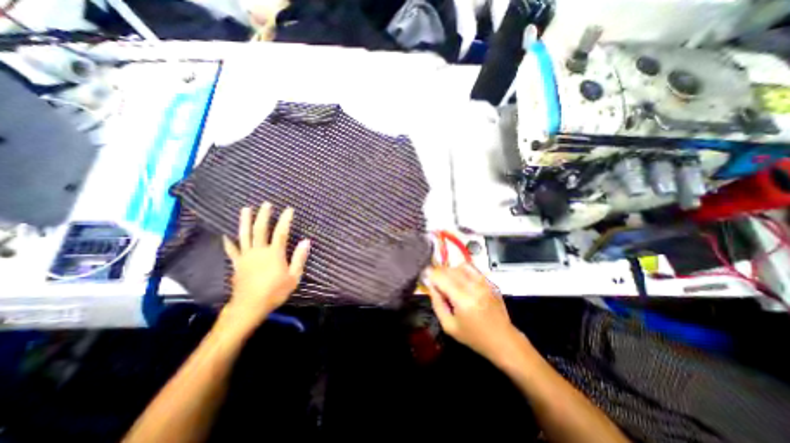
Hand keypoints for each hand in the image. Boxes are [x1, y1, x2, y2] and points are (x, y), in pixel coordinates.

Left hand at [219, 203, 312, 332]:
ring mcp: (246, 256)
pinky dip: (229, 241)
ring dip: (245, 221)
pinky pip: (232, 249)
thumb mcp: (293, 277)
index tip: (289, 209)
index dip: (285, 220)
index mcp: (274, 254)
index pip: (281, 232)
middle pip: (260, 229)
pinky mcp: (237, 263)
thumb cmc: (275, 292)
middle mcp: (259, 251)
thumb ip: (299, 258)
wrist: (250, 306)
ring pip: (244, 235)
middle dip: (264, 215)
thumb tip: (306, 241)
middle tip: (266, 204)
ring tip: (246, 209)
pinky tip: (225, 234)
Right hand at [426, 264, 522, 361]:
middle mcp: (473, 286)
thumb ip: (437, 304)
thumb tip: (431, 286)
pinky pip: (471, 268)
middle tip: (436, 284)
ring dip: (450, 271)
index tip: (426, 280)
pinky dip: (461, 270)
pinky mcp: (489, 281)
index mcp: (462, 299)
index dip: (430, 276)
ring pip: (459, 266)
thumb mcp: (449, 326)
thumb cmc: (474, 337)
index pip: (440, 276)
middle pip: (449, 269)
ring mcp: (483, 282)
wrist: (503, 339)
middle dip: (439, 274)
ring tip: (449, 282)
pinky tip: (460, 280)